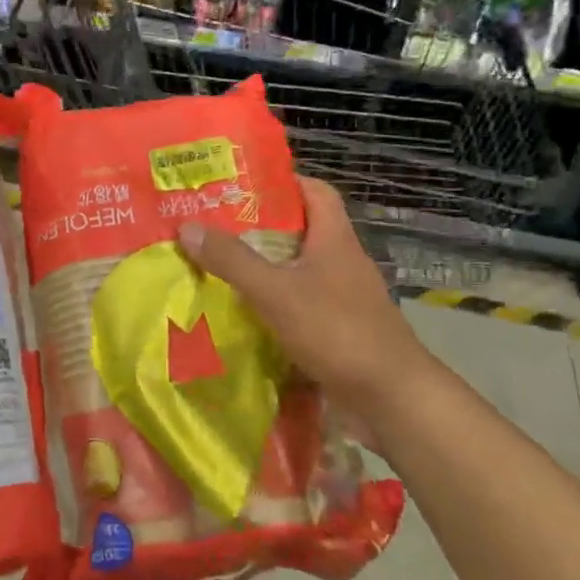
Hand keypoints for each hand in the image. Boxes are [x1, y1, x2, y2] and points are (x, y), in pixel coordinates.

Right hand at [177, 176, 438, 428]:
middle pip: (301, 232)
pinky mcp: (340, 332)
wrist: (391, 398)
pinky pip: (301, 308)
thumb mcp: (276, 291)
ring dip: (264, 271)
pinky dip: (274, 308)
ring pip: (298, 272)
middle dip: (260, 229)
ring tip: (219, 270)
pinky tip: (243, 317)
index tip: (243, 186)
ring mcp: (344, 299)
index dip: (284, 182)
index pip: (315, 191)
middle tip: (215, 229)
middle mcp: (342, 263)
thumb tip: (188, 227)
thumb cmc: (336, 331)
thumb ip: (232, 260)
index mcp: (334, 239)